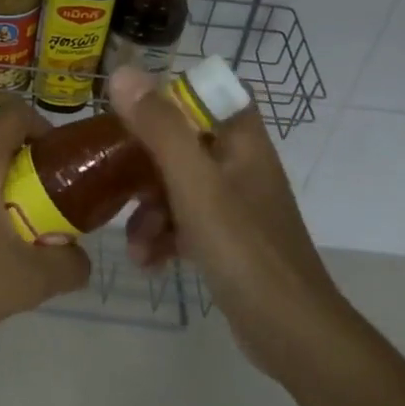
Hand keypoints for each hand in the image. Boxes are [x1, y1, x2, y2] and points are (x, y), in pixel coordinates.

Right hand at [109, 66, 345, 378]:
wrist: (291, 334)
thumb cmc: (244, 249)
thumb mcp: (195, 185)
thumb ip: (160, 128)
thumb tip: (123, 71)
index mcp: (242, 141)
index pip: (208, 93)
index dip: (170, 95)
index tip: (130, 110)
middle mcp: (240, 165)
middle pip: (181, 142)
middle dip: (143, 165)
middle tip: (113, 181)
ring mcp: (234, 205)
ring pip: (176, 186)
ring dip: (147, 210)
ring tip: (135, 245)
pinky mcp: (226, 241)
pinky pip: (183, 222)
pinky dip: (162, 237)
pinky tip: (147, 263)